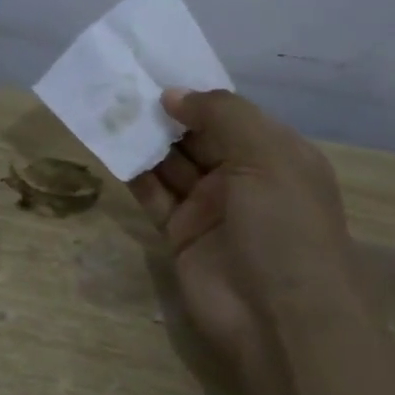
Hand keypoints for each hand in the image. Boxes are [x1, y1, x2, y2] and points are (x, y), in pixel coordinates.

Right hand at [129, 88, 358, 362]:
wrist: (281, 320)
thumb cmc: (285, 228)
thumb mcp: (267, 157)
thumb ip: (221, 115)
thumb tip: (172, 95)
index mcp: (275, 155)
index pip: (231, 115)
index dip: (196, 95)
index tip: (154, 73)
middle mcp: (243, 178)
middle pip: (197, 137)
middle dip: (164, 115)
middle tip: (121, 88)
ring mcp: (210, 208)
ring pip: (171, 164)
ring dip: (144, 140)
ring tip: (109, 111)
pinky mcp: (180, 234)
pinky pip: (154, 196)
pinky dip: (134, 174)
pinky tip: (111, 149)